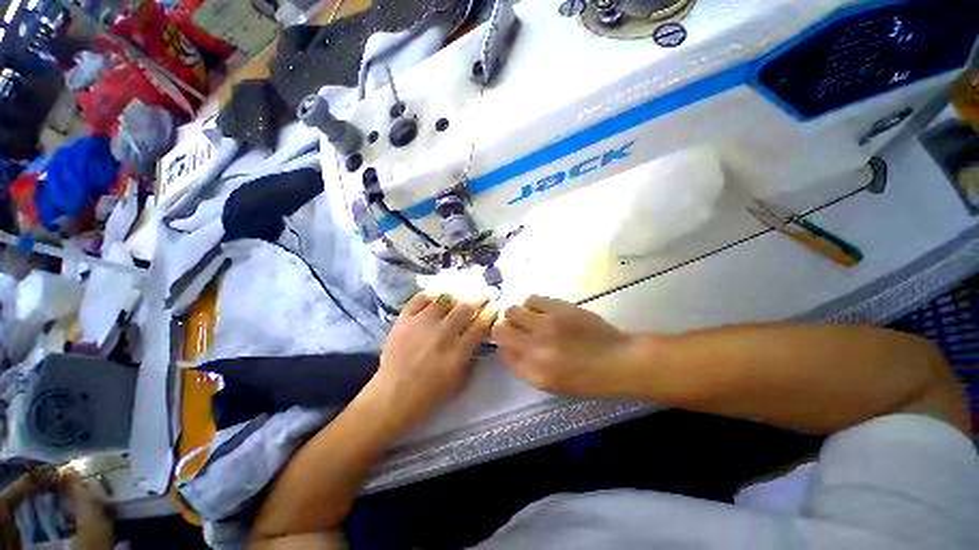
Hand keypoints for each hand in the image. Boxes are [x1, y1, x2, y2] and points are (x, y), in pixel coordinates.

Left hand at [366, 292, 497, 433]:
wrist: (391, 397)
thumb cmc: (429, 396)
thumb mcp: (459, 383)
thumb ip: (471, 359)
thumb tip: (478, 338)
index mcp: (457, 352)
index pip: (480, 325)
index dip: (490, 312)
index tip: (495, 305)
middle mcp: (442, 334)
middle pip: (466, 307)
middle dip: (479, 297)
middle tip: (485, 293)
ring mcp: (421, 324)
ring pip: (445, 298)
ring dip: (458, 293)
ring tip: (463, 291)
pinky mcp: (404, 320)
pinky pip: (421, 297)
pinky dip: (433, 292)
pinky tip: (440, 293)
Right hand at [492, 295, 637, 396]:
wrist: (618, 360)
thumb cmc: (586, 379)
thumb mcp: (550, 384)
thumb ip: (523, 367)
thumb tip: (505, 347)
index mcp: (534, 370)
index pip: (501, 351)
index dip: (501, 345)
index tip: (508, 343)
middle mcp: (535, 346)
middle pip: (501, 328)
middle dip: (505, 329)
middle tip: (518, 330)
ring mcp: (547, 323)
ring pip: (513, 310)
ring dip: (517, 315)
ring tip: (530, 319)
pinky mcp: (559, 307)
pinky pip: (532, 299)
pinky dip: (531, 304)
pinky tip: (541, 310)